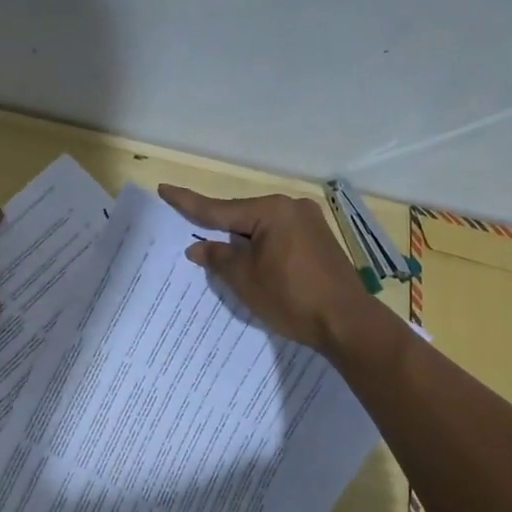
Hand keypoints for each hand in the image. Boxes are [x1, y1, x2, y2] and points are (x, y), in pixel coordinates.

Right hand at [158, 185, 369, 350]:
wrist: (347, 322)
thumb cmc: (291, 298)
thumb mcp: (245, 279)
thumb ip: (218, 257)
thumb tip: (198, 247)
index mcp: (272, 211)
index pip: (219, 208)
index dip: (188, 203)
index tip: (165, 188)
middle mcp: (292, 208)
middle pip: (243, 216)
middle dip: (219, 228)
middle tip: (192, 232)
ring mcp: (310, 223)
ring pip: (262, 228)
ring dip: (242, 241)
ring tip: (221, 254)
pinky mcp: (319, 241)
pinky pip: (279, 237)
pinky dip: (262, 248)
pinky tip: (252, 261)